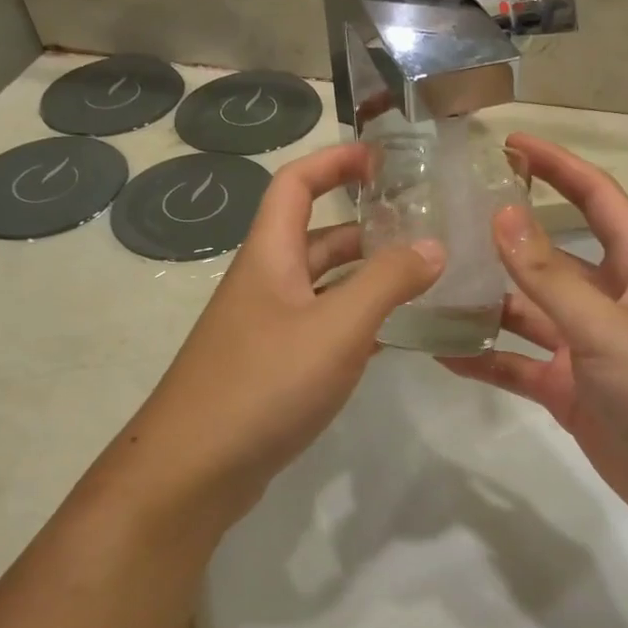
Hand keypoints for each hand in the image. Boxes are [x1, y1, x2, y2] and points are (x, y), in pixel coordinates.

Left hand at [103, 142, 442, 534]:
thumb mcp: (337, 327)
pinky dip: (355, 325)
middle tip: (421, 230)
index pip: (296, 184)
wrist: (194, 469)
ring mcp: (265, 330)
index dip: (335, 161)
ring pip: (322, 288)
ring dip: (364, 279)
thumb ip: (387, 282)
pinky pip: (320, 331)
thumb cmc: (264, 383)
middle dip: (365, 227)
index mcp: (270, 257)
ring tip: (420, 281)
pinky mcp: (271, 371)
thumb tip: (433, 245)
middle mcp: (264, 285)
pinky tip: (393, 339)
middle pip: (315, 237)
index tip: (383, 158)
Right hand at [440, 134, 627, 538]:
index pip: (596, 199)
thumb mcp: (606, 326)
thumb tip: (501, 215)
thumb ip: (549, 275)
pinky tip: (441, 351)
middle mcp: (610, 301)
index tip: (510, 144)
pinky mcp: (569, 390)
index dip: (559, 167)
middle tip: (447, 218)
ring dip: (486, 301)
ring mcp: (586, 347)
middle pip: (552, 256)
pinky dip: (485, 358)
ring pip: (528, 312)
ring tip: (431, 284)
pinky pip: (518, 365)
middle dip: (506, 238)